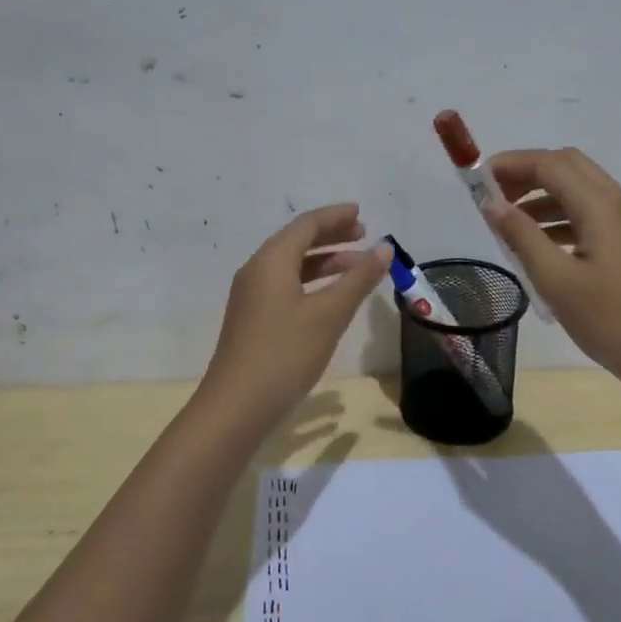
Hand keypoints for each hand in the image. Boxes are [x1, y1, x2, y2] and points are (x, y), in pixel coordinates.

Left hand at [200, 203, 392, 429]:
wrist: (236, 407)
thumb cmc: (285, 353)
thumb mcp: (329, 314)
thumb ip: (358, 279)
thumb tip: (383, 249)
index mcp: (271, 261)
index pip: (306, 225)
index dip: (335, 217)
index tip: (361, 214)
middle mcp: (257, 271)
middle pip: (297, 242)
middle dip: (331, 236)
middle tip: (364, 236)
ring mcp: (251, 297)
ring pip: (292, 266)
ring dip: (325, 262)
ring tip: (357, 268)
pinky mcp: (253, 320)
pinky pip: (286, 286)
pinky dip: (312, 283)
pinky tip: (332, 299)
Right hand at [482, 148, 620, 385]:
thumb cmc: (610, 319)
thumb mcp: (556, 279)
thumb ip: (522, 236)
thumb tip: (492, 204)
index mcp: (601, 205)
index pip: (550, 164)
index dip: (511, 164)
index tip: (477, 180)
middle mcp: (617, 202)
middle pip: (567, 166)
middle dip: (527, 173)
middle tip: (493, 197)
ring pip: (579, 189)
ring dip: (542, 196)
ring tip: (509, 224)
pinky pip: (589, 213)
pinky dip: (559, 217)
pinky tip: (539, 245)